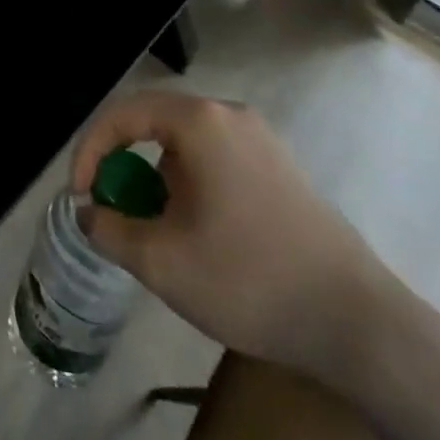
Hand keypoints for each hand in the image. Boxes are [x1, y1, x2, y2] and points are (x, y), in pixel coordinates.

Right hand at [71, 91, 395, 376]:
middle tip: (111, 206)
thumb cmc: (250, 281)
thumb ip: (109, 229)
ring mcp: (260, 139)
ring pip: (185, 144)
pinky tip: (198, 231)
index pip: (123, 114)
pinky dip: (189, 183)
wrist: (360, 325)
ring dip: (157, 177)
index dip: (90, 149)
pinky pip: (215, 159)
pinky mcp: (280, 168)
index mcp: (199, 122)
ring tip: (156, 227)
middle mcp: (229, 115)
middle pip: (154, 123)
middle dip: (123, 163)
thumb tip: (88, 212)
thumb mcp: (162, 262)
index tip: (79, 194)